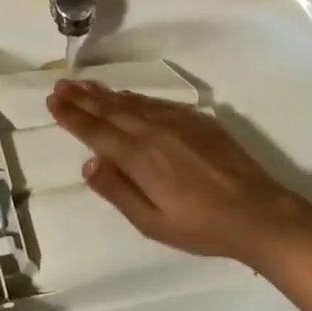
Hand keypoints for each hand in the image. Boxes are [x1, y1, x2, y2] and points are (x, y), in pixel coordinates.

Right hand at [46, 79, 311, 264]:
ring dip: (104, 93)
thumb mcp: (153, 223)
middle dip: (82, 97)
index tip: (53, 101)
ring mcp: (176, 121)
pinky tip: (126, 97)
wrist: (258, 212)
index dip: (72, 115)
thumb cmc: (202, 226)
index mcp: (139, 157)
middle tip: (60, 85)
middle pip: (110, 109)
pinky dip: (134, 97)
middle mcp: (153, 131)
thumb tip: (88, 163)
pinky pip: (155, 102)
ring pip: (132, 102)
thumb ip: (118, 191)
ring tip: (83, 85)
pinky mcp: (196, 119)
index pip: (97, 131)